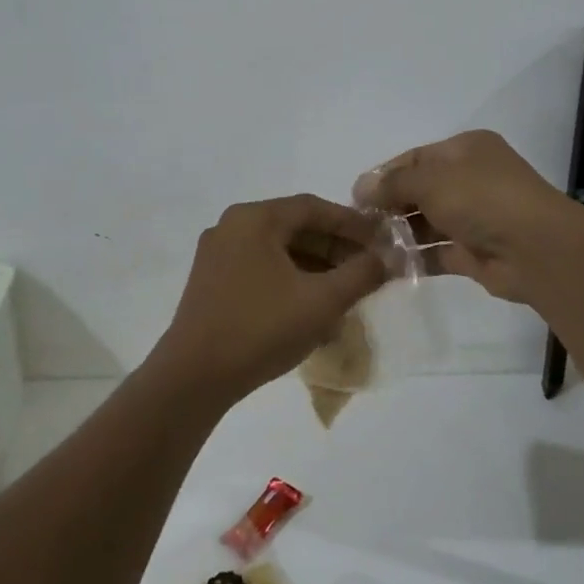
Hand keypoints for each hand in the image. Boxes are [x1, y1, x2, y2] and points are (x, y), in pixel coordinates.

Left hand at [151, 195, 388, 405]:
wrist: (194, 376)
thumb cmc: (261, 329)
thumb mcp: (322, 301)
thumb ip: (361, 274)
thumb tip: (388, 259)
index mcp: (255, 218)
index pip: (313, 207)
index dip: (352, 223)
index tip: (382, 241)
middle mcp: (232, 226)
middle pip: (294, 226)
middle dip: (335, 246)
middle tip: (368, 267)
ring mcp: (217, 254)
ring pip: (278, 249)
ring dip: (315, 264)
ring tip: (346, 289)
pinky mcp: (211, 281)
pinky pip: (260, 267)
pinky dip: (290, 278)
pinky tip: (312, 305)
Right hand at [354, 130, 583, 303]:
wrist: (537, 249)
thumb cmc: (482, 199)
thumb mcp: (431, 180)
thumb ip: (392, 184)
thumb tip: (360, 188)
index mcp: (466, 150)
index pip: (415, 158)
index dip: (384, 175)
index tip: (356, 197)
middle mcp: (471, 179)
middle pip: (419, 190)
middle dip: (389, 206)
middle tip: (359, 225)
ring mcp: (475, 217)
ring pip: (427, 223)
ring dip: (399, 234)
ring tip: (367, 247)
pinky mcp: (475, 252)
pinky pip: (437, 252)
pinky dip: (415, 258)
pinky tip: (388, 266)